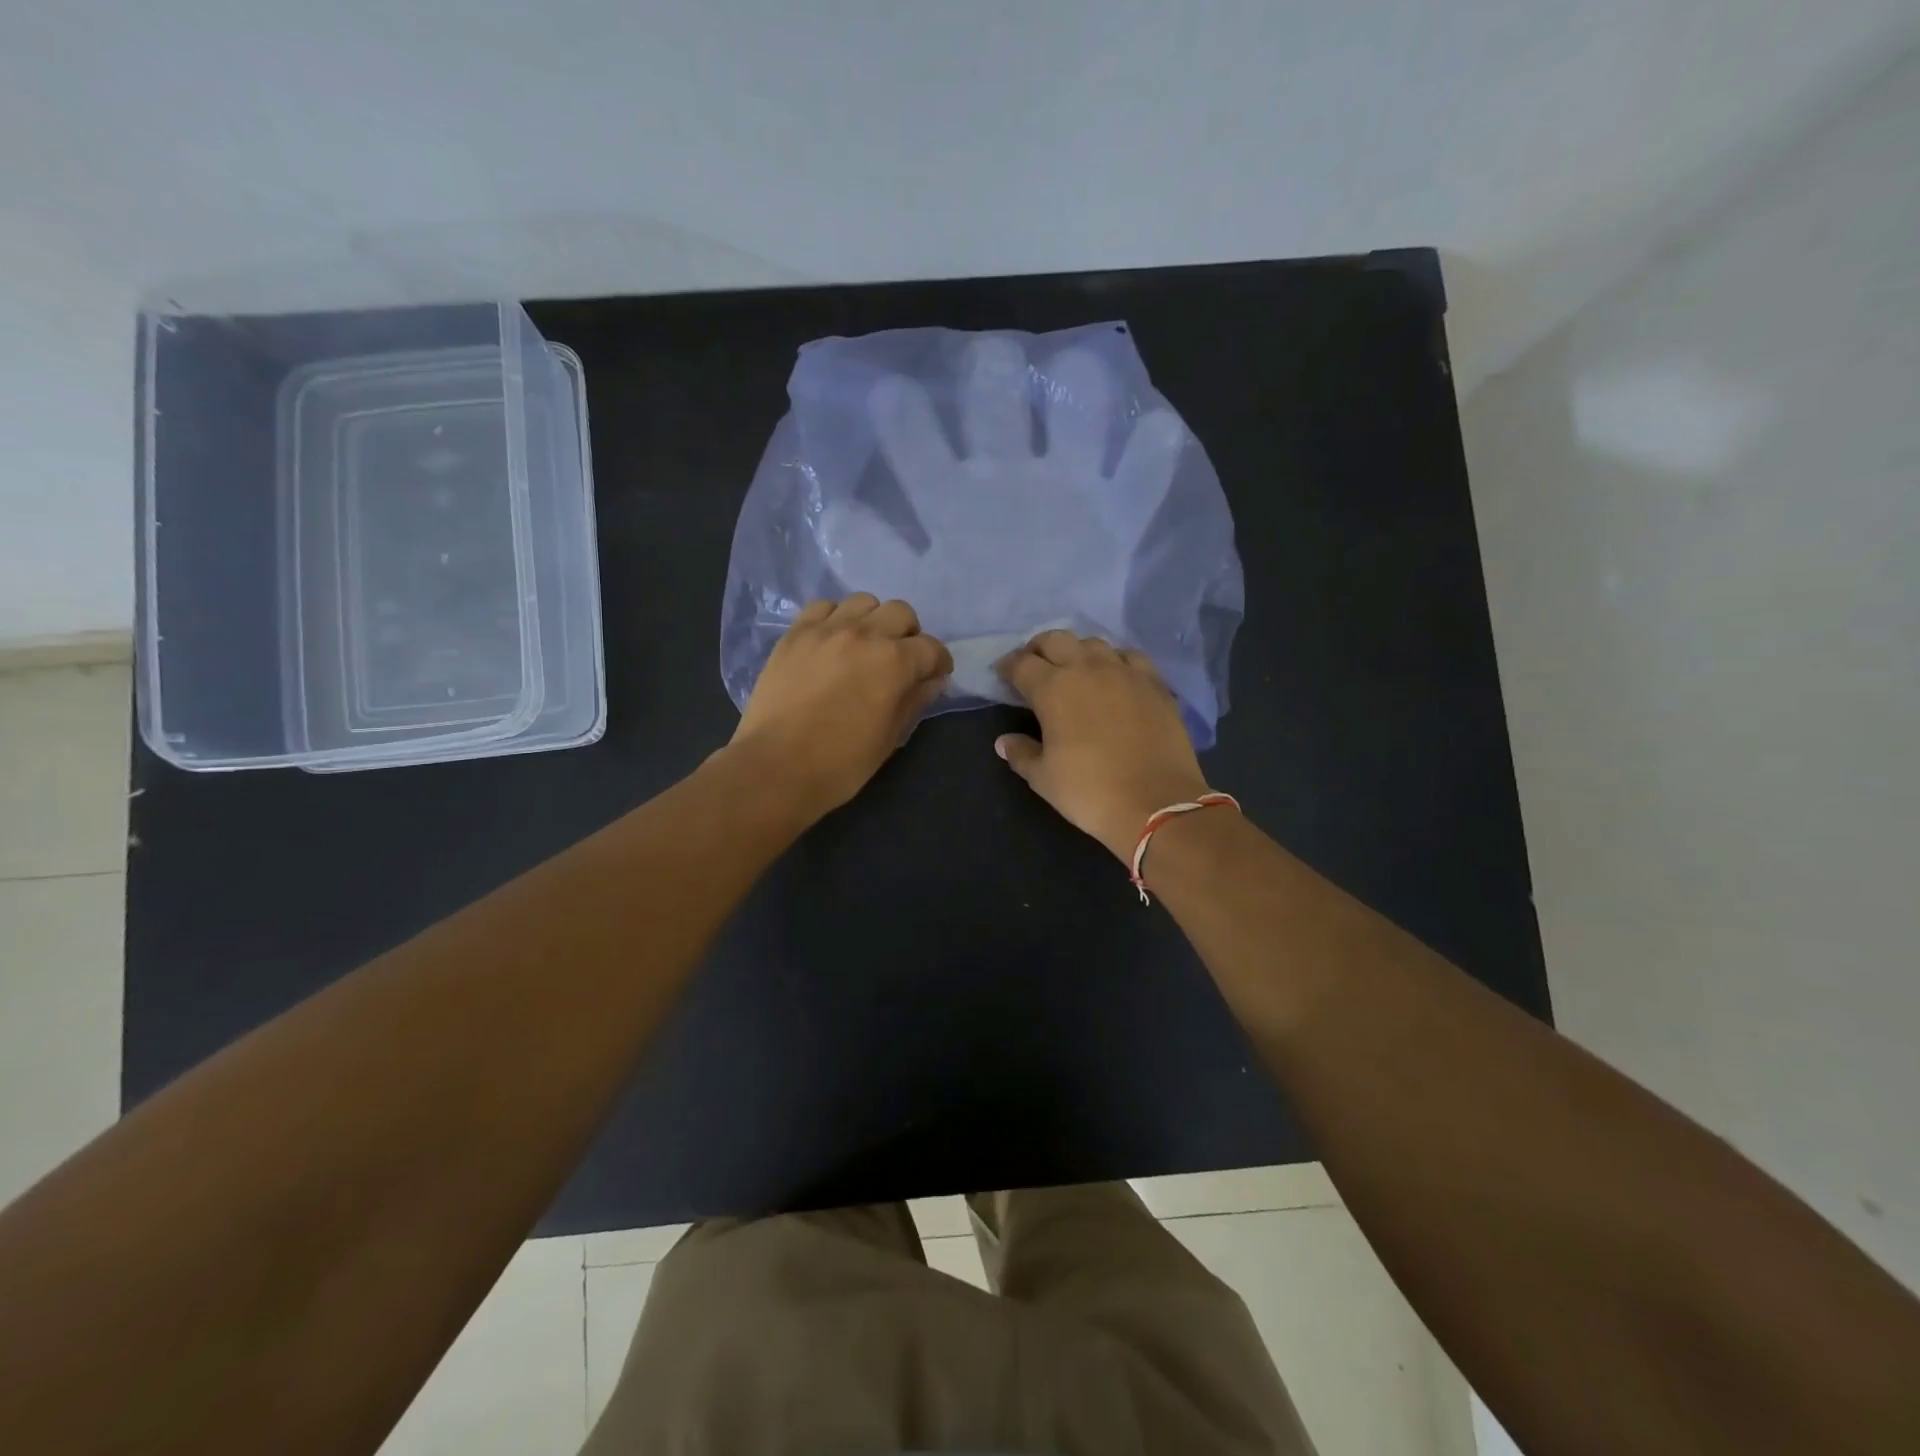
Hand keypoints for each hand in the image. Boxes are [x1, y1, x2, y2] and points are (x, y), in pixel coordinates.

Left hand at [730, 595, 952, 820]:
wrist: (776, 767)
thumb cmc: (841, 763)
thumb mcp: (890, 738)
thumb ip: (915, 701)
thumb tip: (932, 681)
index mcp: (894, 662)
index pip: (931, 648)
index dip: (938, 663)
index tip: (933, 676)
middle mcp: (864, 634)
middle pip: (900, 612)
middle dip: (908, 634)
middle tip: (900, 660)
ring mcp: (825, 630)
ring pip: (862, 602)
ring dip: (872, 620)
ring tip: (864, 646)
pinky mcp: (795, 634)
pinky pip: (822, 607)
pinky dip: (834, 618)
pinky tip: (831, 642)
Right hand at [994, 631, 1211, 861]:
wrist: (1157, 804)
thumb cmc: (1089, 791)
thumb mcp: (1043, 778)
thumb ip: (1021, 754)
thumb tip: (1005, 741)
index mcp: (1053, 688)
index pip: (1021, 664)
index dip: (1008, 667)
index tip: (1003, 675)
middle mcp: (1087, 669)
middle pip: (1056, 640)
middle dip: (1039, 649)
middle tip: (1034, 667)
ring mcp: (1125, 672)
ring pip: (1094, 643)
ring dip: (1077, 652)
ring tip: (1074, 670)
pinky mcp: (1155, 683)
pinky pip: (1130, 657)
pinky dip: (1115, 661)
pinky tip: (1114, 677)